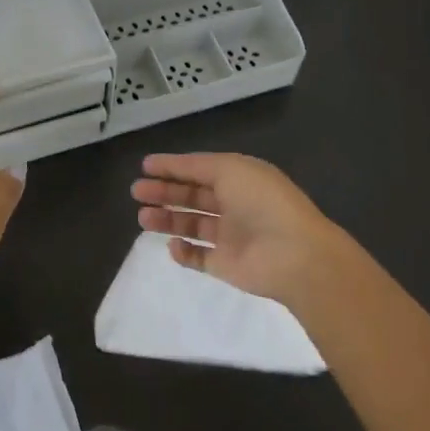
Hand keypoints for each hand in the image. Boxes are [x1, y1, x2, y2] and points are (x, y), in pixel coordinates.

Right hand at [131, 152, 357, 306]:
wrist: (293, 254)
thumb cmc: (262, 202)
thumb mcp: (230, 168)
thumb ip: (197, 166)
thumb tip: (174, 165)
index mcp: (239, 178)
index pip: (200, 169)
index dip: (173, 167)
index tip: (145, 166)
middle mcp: (234, 204)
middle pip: (193, 196)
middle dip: (165, 192)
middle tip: (136, 191)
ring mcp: (230, 236)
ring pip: (192, 224)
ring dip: (168, 219)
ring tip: (142, 217)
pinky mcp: (226, 265)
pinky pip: (199, 257)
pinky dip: (183, 251)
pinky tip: (171, 245)